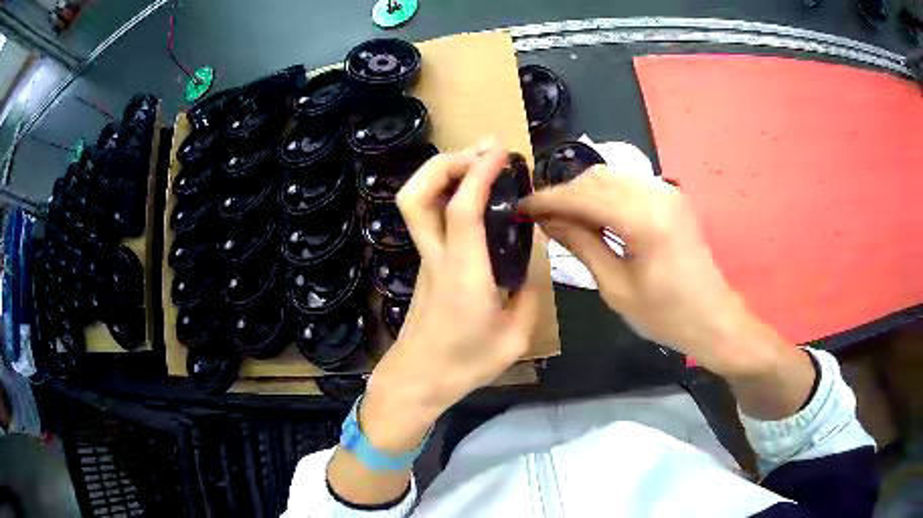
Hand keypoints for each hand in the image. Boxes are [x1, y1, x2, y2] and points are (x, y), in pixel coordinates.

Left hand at [361, 140, 539, 451]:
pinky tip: (473, 195)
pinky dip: (446, 192)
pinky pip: (429, 216)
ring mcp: (425, 258)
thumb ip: (528, 295)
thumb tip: (530, 264)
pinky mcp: (425, 263)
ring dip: (442, 173)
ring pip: (416, 202)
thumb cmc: (466, 363)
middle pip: (418, 196)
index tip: (500, 150)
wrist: (419, 378)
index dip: (479, 173)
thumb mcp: (514, 336)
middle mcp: (438, 256)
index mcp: (464, 273)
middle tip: (482, 151)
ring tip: (478, 162)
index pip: (463, 209)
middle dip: (445, 162)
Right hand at [520, 143, 770, 377]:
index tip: (522, 208)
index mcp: (644, 220)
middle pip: (597, 178)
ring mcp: (667, 191)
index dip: (548, 200)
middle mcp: (656, 194)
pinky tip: (593, 215)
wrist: (713, 318)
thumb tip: (548, 221)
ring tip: (563, 218)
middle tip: (541, 218)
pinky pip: (628, 184)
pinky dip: (604, 195)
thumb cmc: (665, 315)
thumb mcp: (616, 287)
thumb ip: (581, 245)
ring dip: (583, 192)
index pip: (583, 196)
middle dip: (564, 194)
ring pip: (611, 176)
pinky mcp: (671, 197)